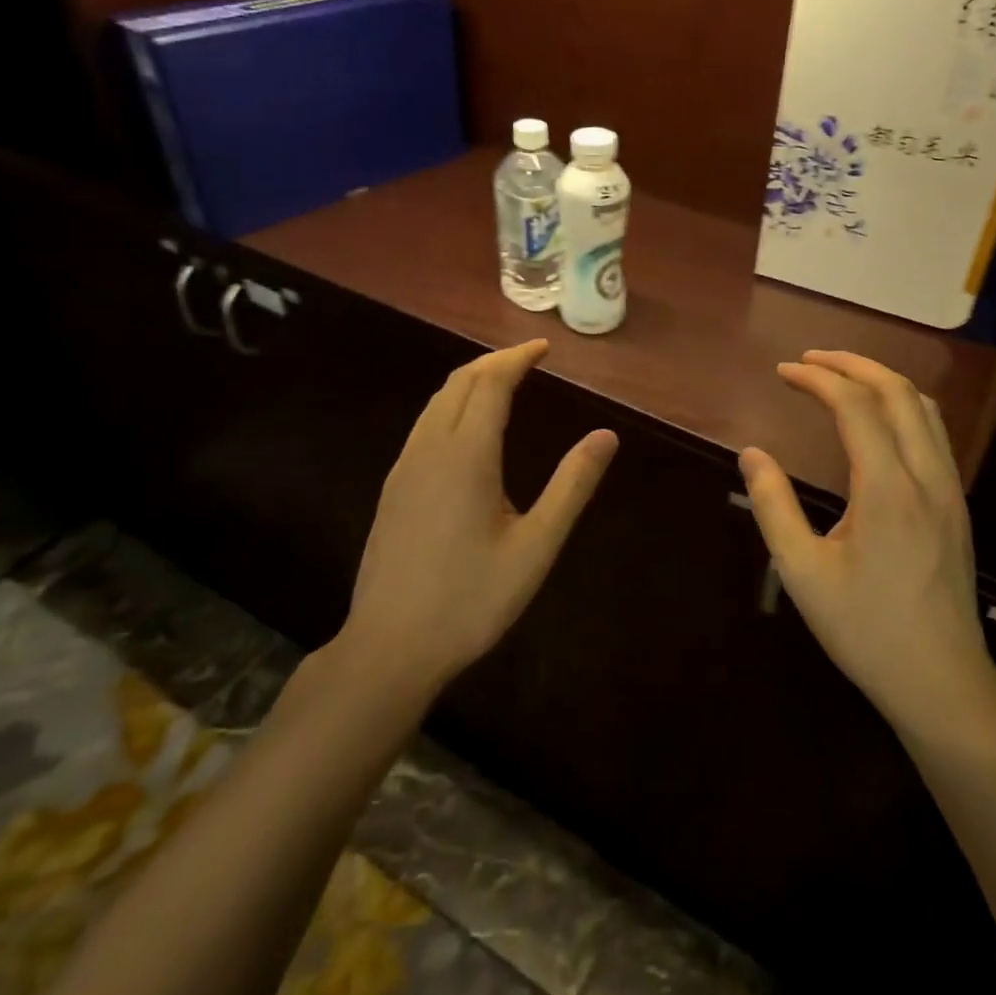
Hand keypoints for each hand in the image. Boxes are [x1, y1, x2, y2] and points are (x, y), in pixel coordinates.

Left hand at [340, 339, 617, 690]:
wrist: (389, 647)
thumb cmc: (471, 599)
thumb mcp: (536, 547)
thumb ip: (572, 486)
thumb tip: (606, 436)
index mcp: (466, 455)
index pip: (491, 383)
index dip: (517, 358)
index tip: (544, 347)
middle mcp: (430, 449)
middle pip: (459, 383)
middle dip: (494, 362)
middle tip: (529, 359)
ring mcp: (404, 468)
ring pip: (436, 402)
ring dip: (470, 381)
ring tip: (502, 383)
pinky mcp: (393, 489)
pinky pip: (424, 425)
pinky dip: (451, 405)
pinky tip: (467, 430)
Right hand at [739, 350, 995, 736]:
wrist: (941, 680)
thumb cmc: (865, 630)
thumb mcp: (802, 573)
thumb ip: (773, 506)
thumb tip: (752, 454)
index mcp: (888, 489)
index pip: (855, 406)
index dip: (818, 378)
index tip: (783, 372)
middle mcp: (926, 476)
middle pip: (898, 391)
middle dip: (852, 364)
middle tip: (810, 360)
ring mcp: (950, 489)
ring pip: (924, 408)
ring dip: (882, 381)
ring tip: (841, 378)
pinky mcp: (957, 505)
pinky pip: (935, 433)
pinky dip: (903, 407)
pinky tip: (878, 421)